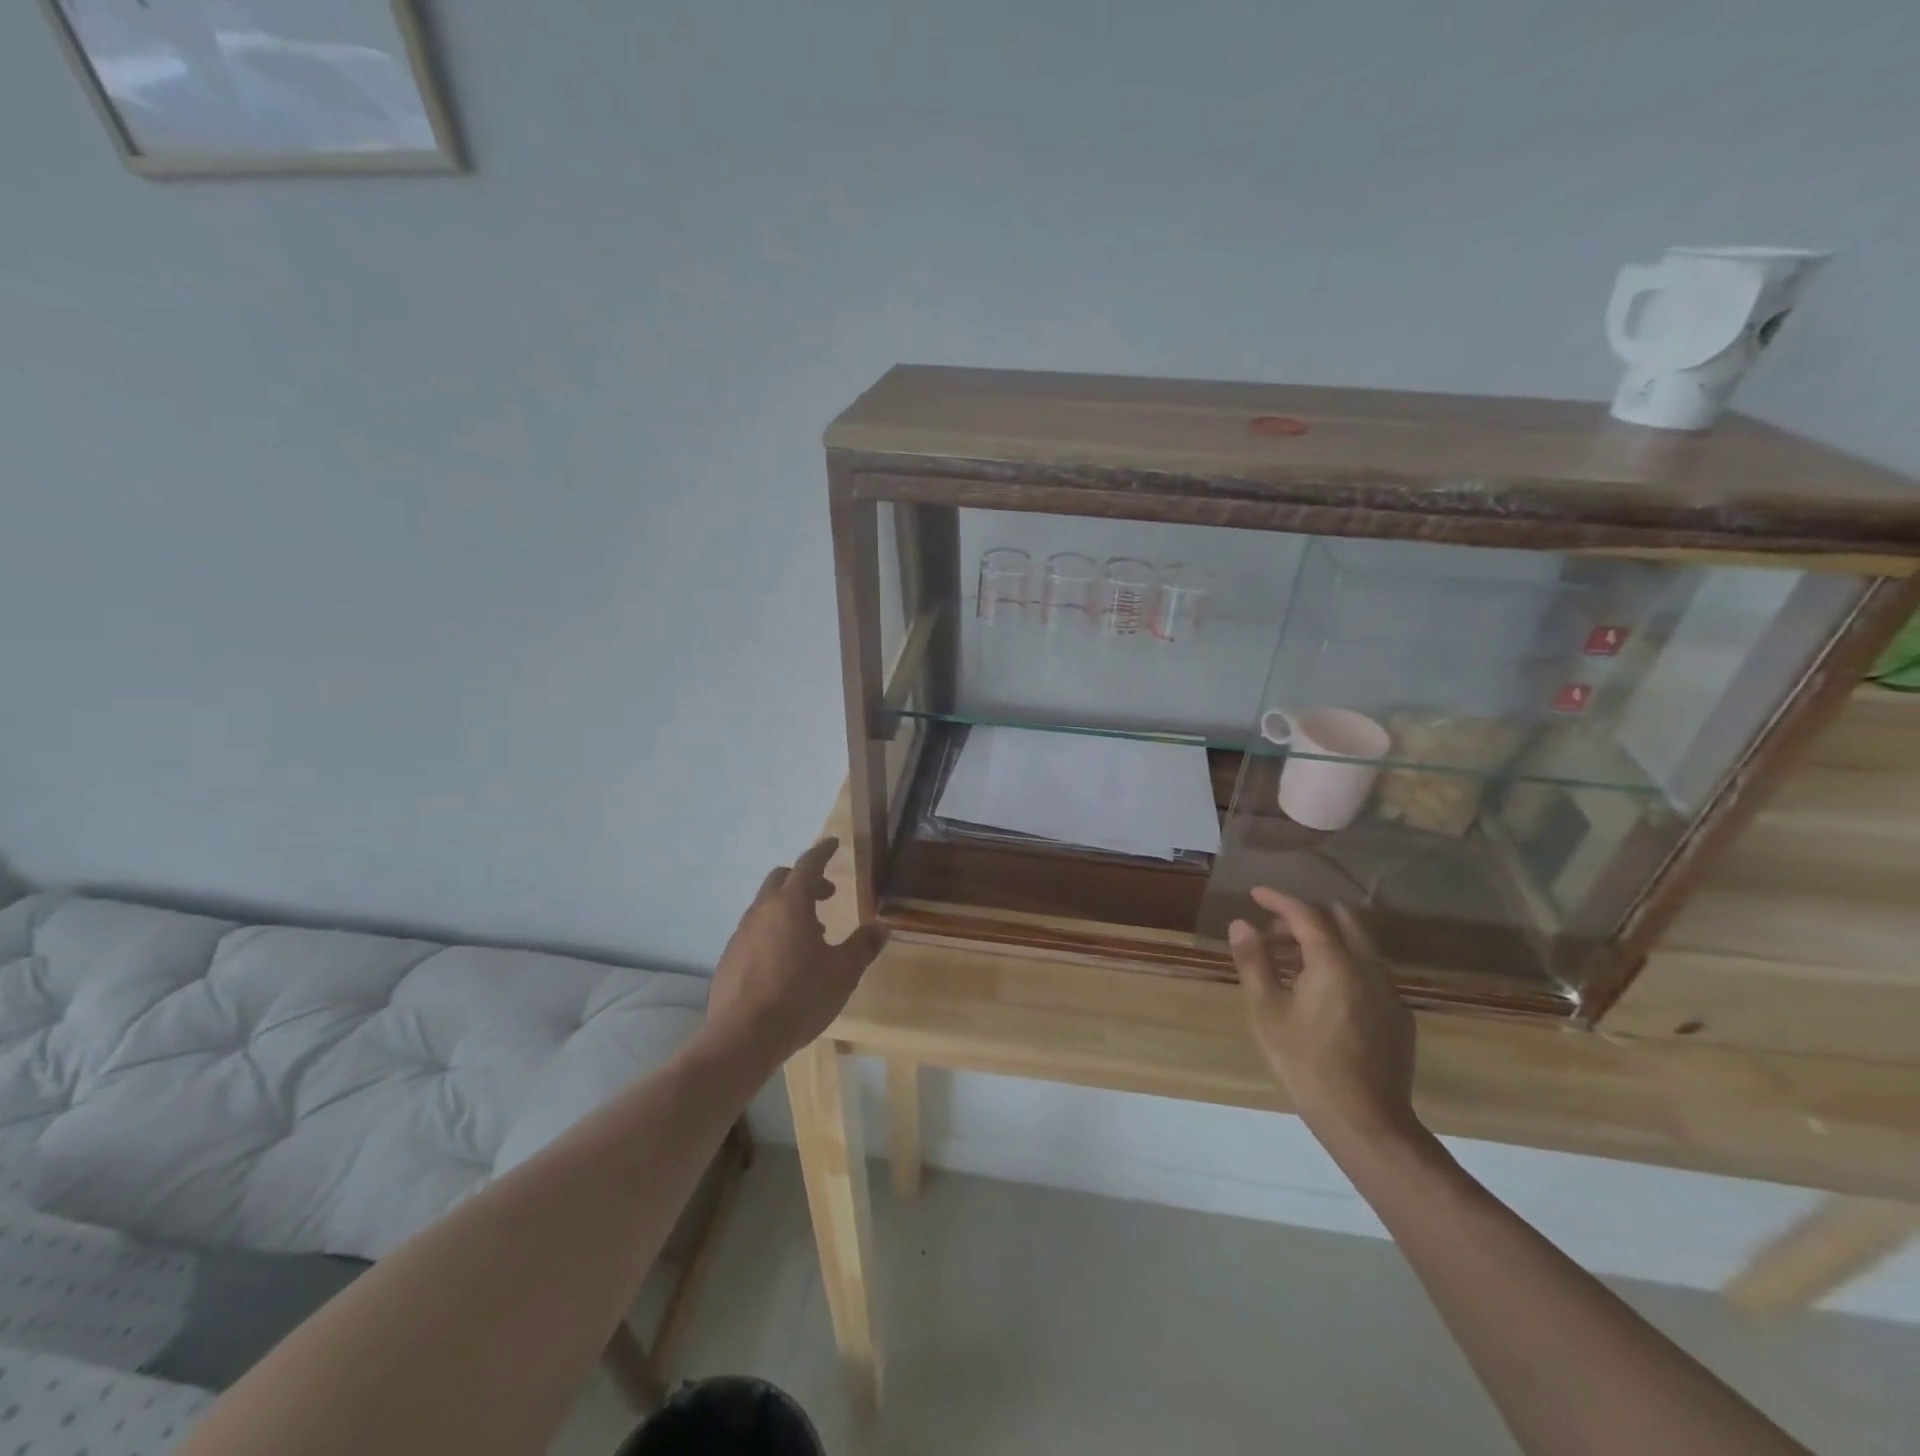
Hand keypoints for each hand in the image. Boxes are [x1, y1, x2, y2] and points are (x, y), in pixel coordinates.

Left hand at [705, 838, 883, 1061]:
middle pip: (782, 879)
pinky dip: (773, 929)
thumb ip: (863, 946)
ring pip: (766, 905)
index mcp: (791, 905)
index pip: (807, 864)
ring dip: (789, 907)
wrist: (742, 1038)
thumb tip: (881, 928)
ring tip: (812, 933)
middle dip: (805, 879)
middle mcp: (762, 911)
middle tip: (827, 895)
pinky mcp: (729, 957)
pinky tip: (786, 960)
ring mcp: (741, 933)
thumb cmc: (799, 997)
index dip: (822, 851)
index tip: (833, 844)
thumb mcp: (843, 972)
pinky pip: (755, 930)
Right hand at [1229, 887, 1422, 1154]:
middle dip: (1308, 916)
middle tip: (1276, 928)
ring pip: (1360, 946)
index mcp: (1335, 963)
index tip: (1256, 894)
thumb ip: (1254, 962)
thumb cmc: (1306, 1063)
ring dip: (1327, 940)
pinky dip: (1344, 965)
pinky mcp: (1399, 1017)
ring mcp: (1390, 993)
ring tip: (1294, 959)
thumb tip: (1242, 924)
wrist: (1366, 1122)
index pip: (1307, 915)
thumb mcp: (1267, 1012)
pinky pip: (1370, 973)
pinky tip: (1325, 993)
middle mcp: (1369, 968)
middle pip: (1343, 921)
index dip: (1279, 900)